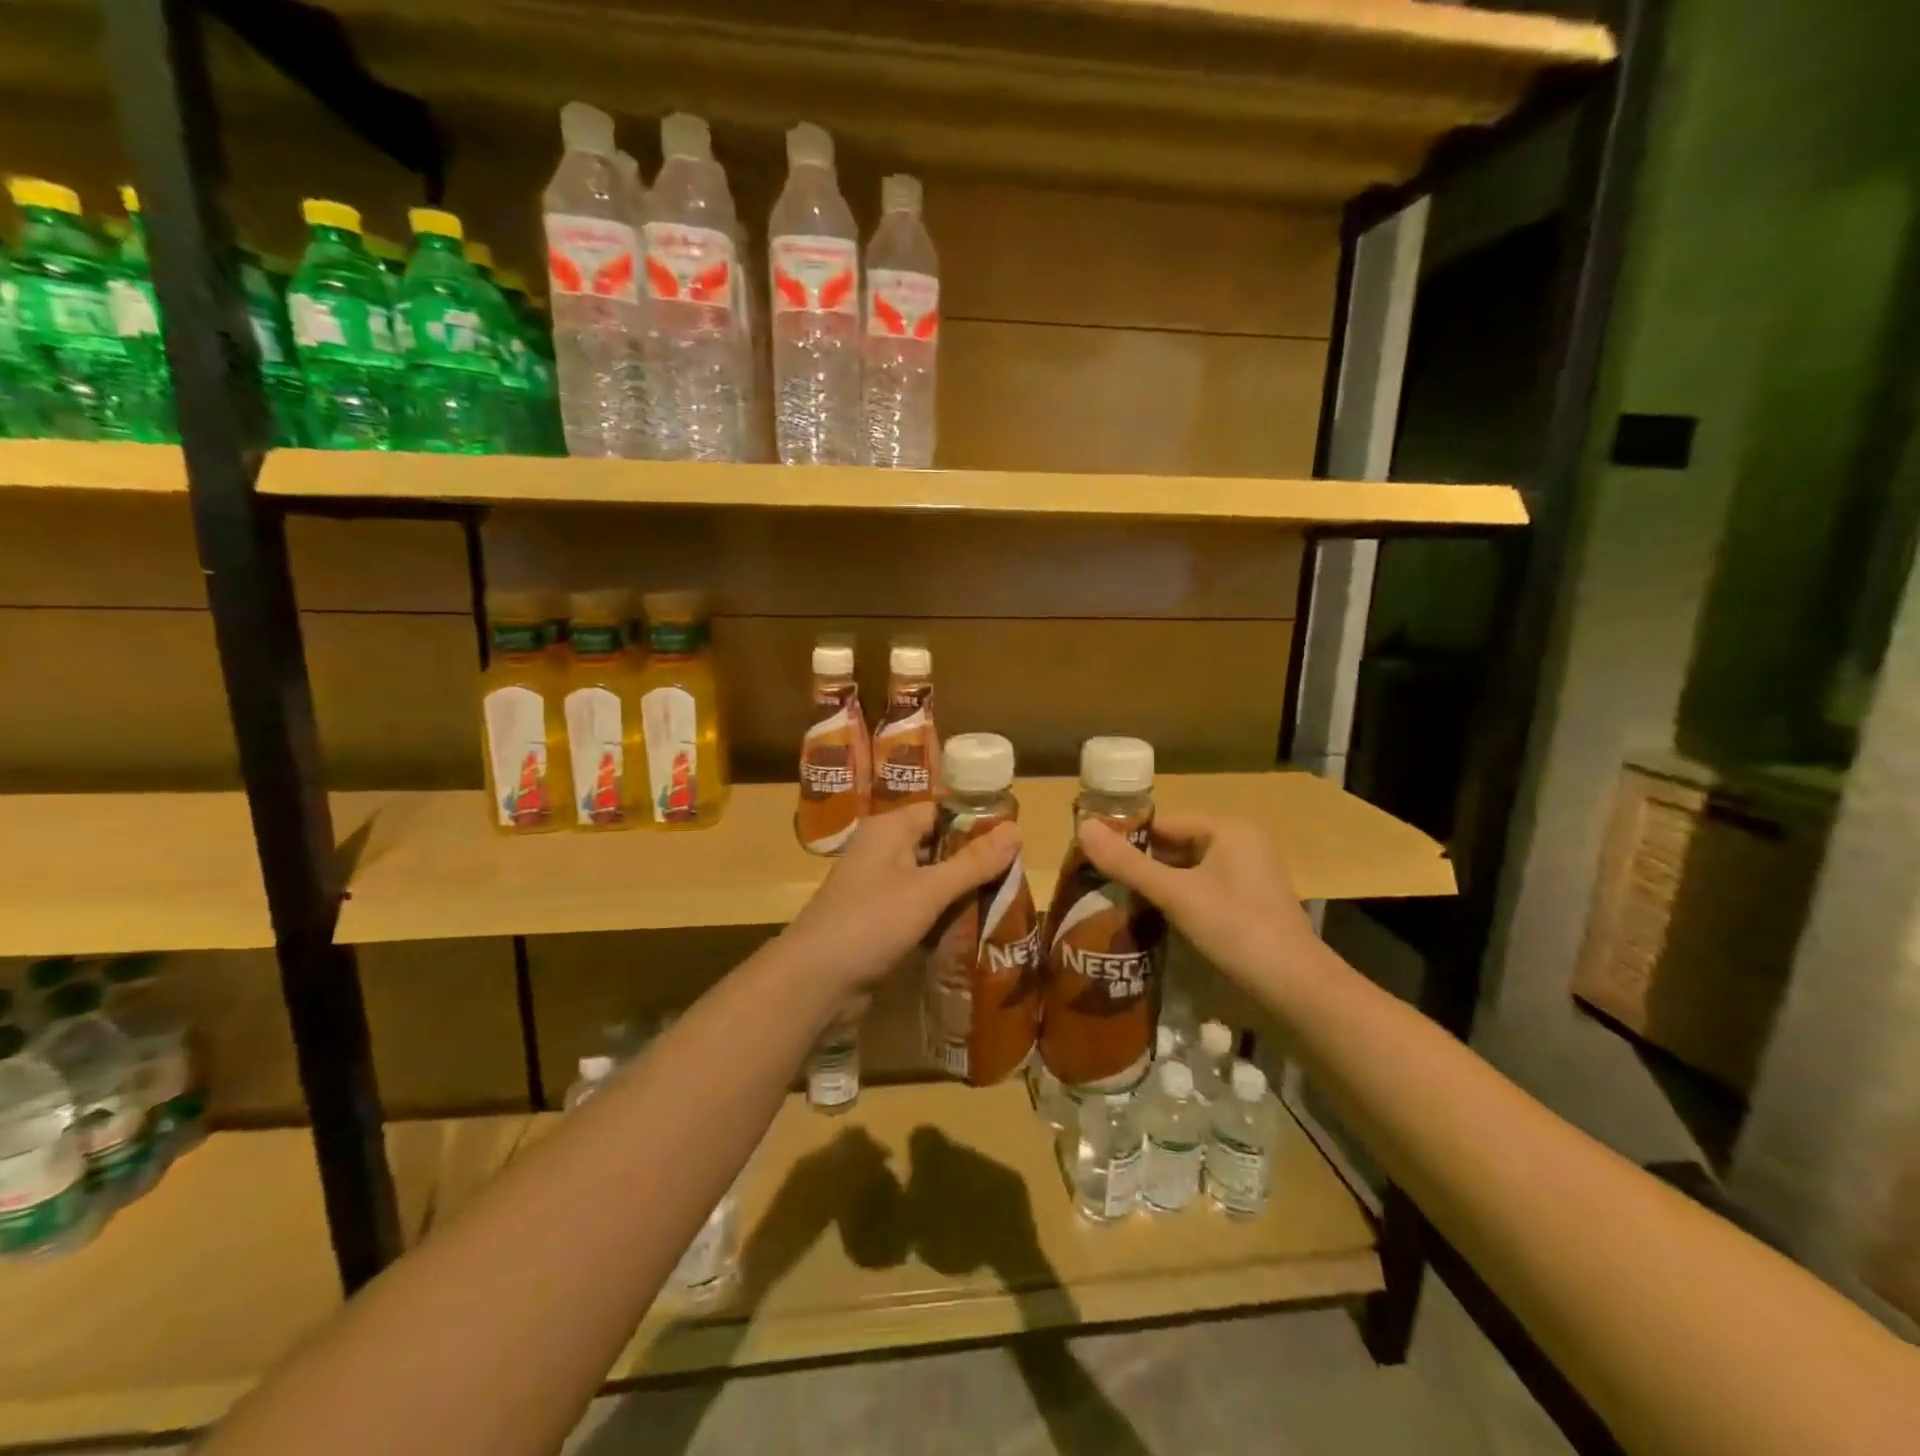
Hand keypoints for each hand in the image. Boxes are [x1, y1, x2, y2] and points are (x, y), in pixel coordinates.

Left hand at [779, 802, 1018, 997]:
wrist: (814, 982)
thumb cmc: (871, 922)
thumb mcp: (928, 890)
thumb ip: (973, 863)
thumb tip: (1017, 830)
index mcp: (889, 830)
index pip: (940, 812)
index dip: (976, 823)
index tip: (1014, 841)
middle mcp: (882, 851)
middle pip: (937, 847)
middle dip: (974, 862)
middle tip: (1017, 876)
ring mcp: (879, 888)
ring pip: (930, 881)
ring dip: (961, 893)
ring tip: (1006, 902)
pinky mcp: (879, 921)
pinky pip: (920, 909)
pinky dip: (943, 916)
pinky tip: (974, 929)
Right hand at [1077, 811, 1314, 985]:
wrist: (1297, 989)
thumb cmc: (1236, 929)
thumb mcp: (1176, 894)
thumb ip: (1128, 863)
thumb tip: (1082, 827)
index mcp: (1228, 829)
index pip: (1163, 821)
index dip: (1126, 835)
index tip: (1091, 854)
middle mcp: (1240, 844)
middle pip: (1174, 844)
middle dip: (1138, 862)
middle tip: (1096, 879)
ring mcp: (1246, 875)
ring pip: (1186, 869)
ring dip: (1155, 883)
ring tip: (1113, 897)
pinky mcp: (1247, 903)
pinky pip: (1200, 889)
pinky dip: (1175, 899)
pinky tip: (1149, 916)